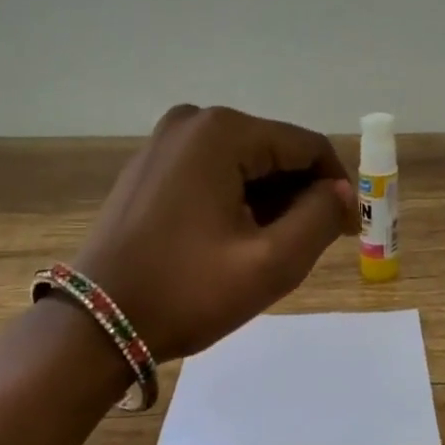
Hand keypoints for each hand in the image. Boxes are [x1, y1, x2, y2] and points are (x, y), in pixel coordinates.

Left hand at [74, 105, 357, 360]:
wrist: (97, 323)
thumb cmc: (187, 291)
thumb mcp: (270, 262)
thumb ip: (320, 218)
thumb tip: (341, 192)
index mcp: (223, 132)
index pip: (307, 147)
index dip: (337, 187)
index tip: (348, 231)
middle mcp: (193, 121)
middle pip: (275, 152)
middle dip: (300, 196)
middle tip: (308, 247)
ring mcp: (165, 141)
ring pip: (245, 163)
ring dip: (269, 201)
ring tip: (268, 250)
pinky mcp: (150, 165)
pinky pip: (213, 171)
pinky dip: (236, 199)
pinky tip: (233, 239)